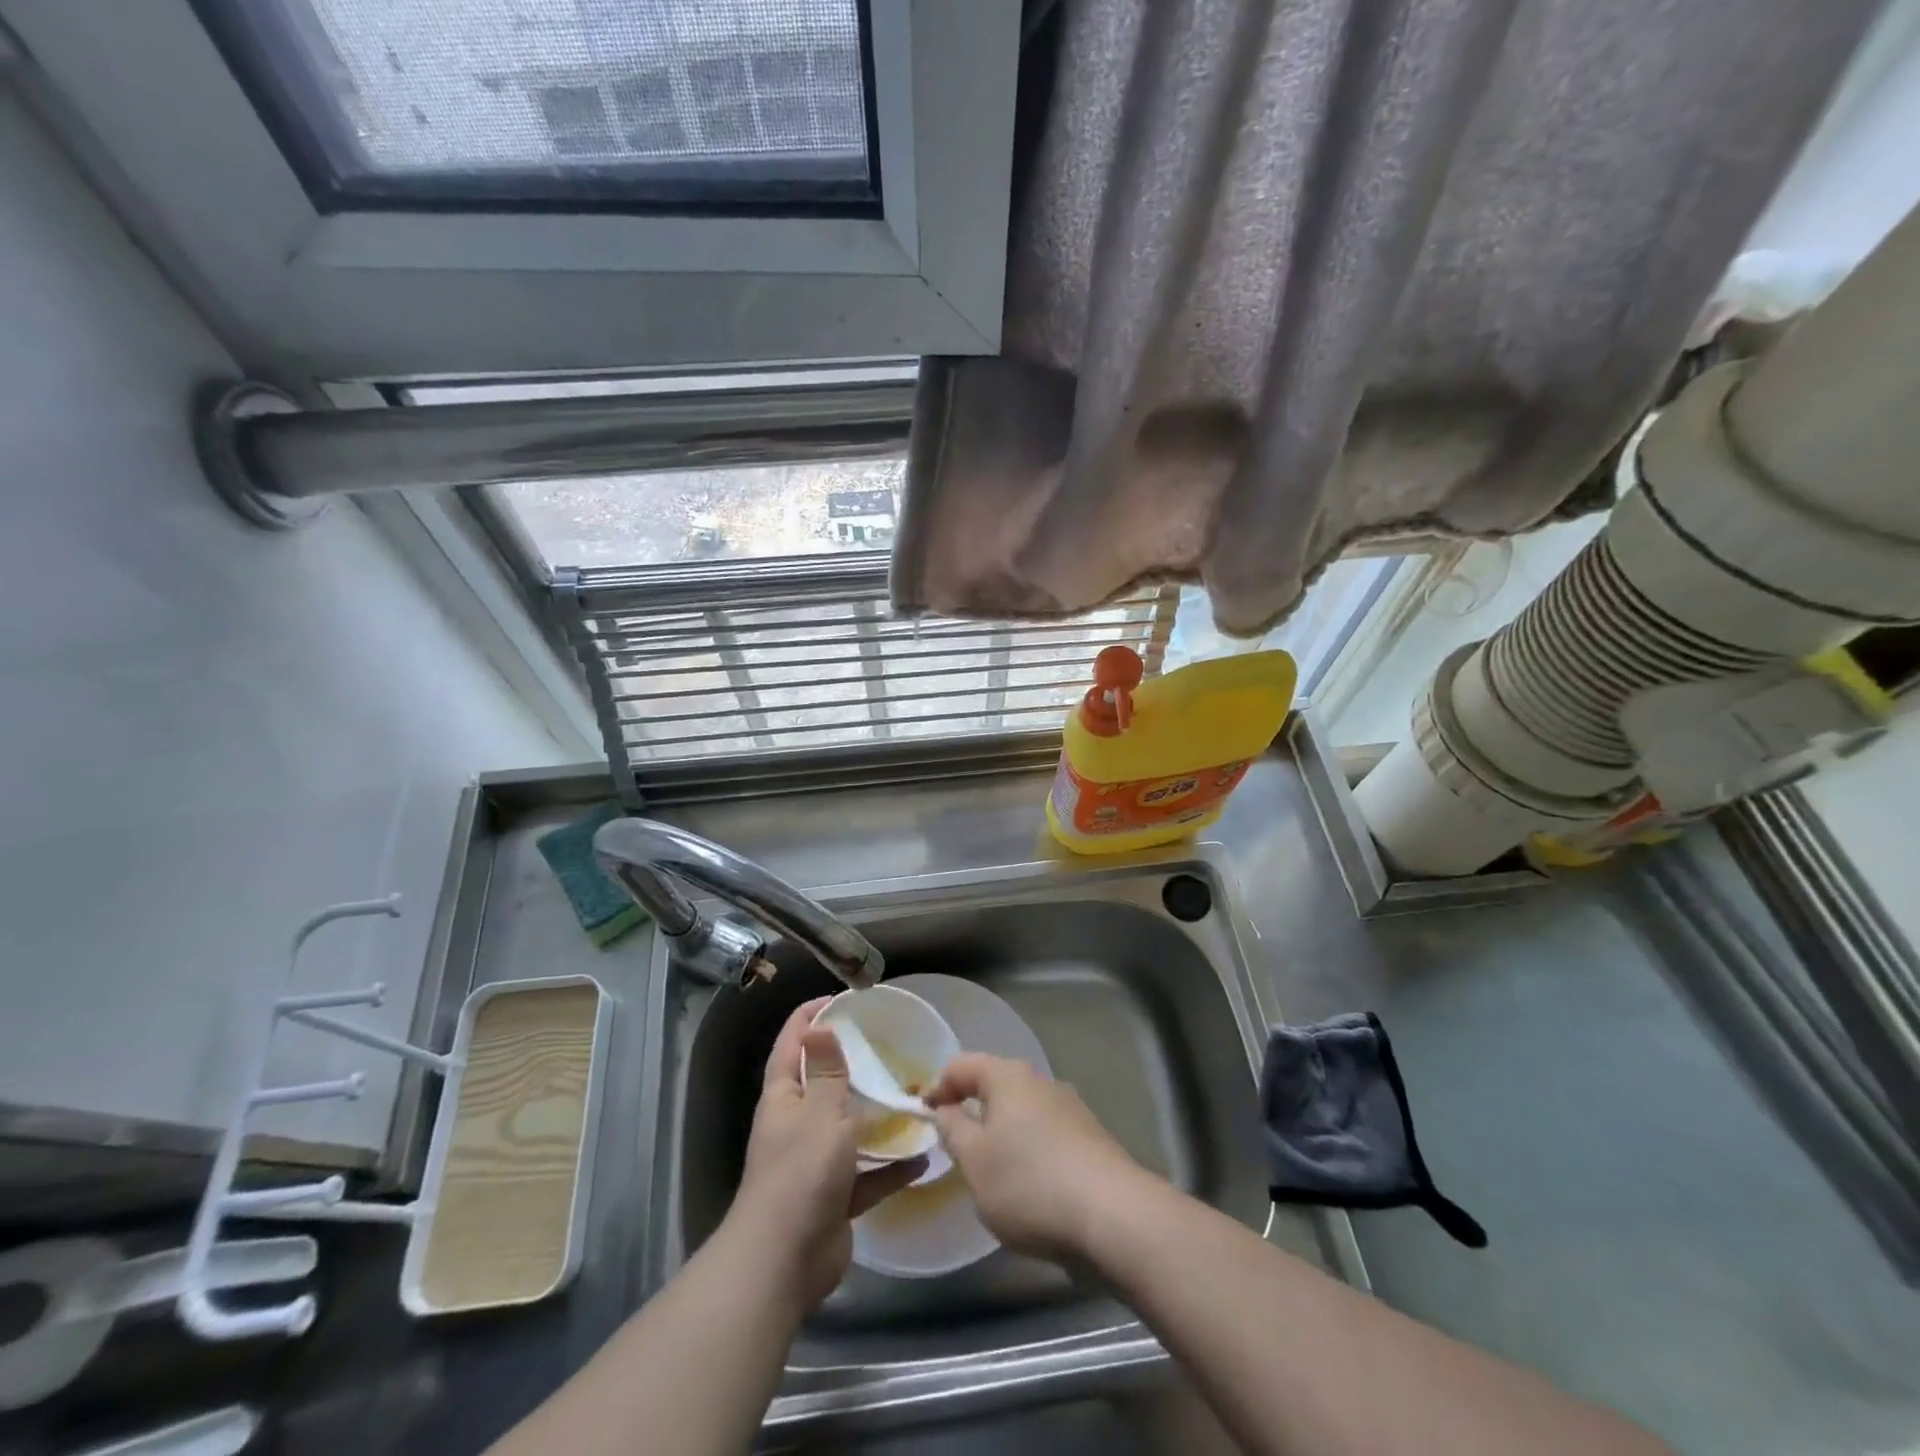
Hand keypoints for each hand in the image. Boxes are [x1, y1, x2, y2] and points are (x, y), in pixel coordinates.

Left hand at [727, 998, 926, 1310]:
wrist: (784, 1263)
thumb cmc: (801, 1174)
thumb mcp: (821, 1113)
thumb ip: (827, 1071)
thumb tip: (819, 1026)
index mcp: (785, 1098)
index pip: (793, 1044)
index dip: (810, 1017)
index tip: (840, 999)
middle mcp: (797, 1124)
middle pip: (824, 1084)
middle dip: (852, 1065)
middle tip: (888, 1045)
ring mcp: (816, 1162)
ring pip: (849, 1129)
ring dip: (877, 1117)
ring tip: (912, 1097)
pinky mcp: (835, 1195)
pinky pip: (867, 1173)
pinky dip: (891, 1167)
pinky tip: (921, 1157)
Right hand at [925, 1053, 1146, 1259]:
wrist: (1113, 1216)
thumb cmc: (1029, 1183)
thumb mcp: (975, 1161)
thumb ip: (953, 1130)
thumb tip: (946, 1109)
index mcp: (1008, 1076)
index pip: (961, 1065)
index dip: (938, 1087)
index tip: (925, 1118)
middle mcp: (1040, 1081)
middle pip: (994, 1085)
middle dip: (972, 1110)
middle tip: (955, 1147)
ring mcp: (1069, 1108)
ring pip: (1021, 1112)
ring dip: (1001, 1133)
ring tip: (990, 1173)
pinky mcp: (1089, 1138)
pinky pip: (1045, 1134)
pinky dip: (1028, 1150)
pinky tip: (1028, 1187)